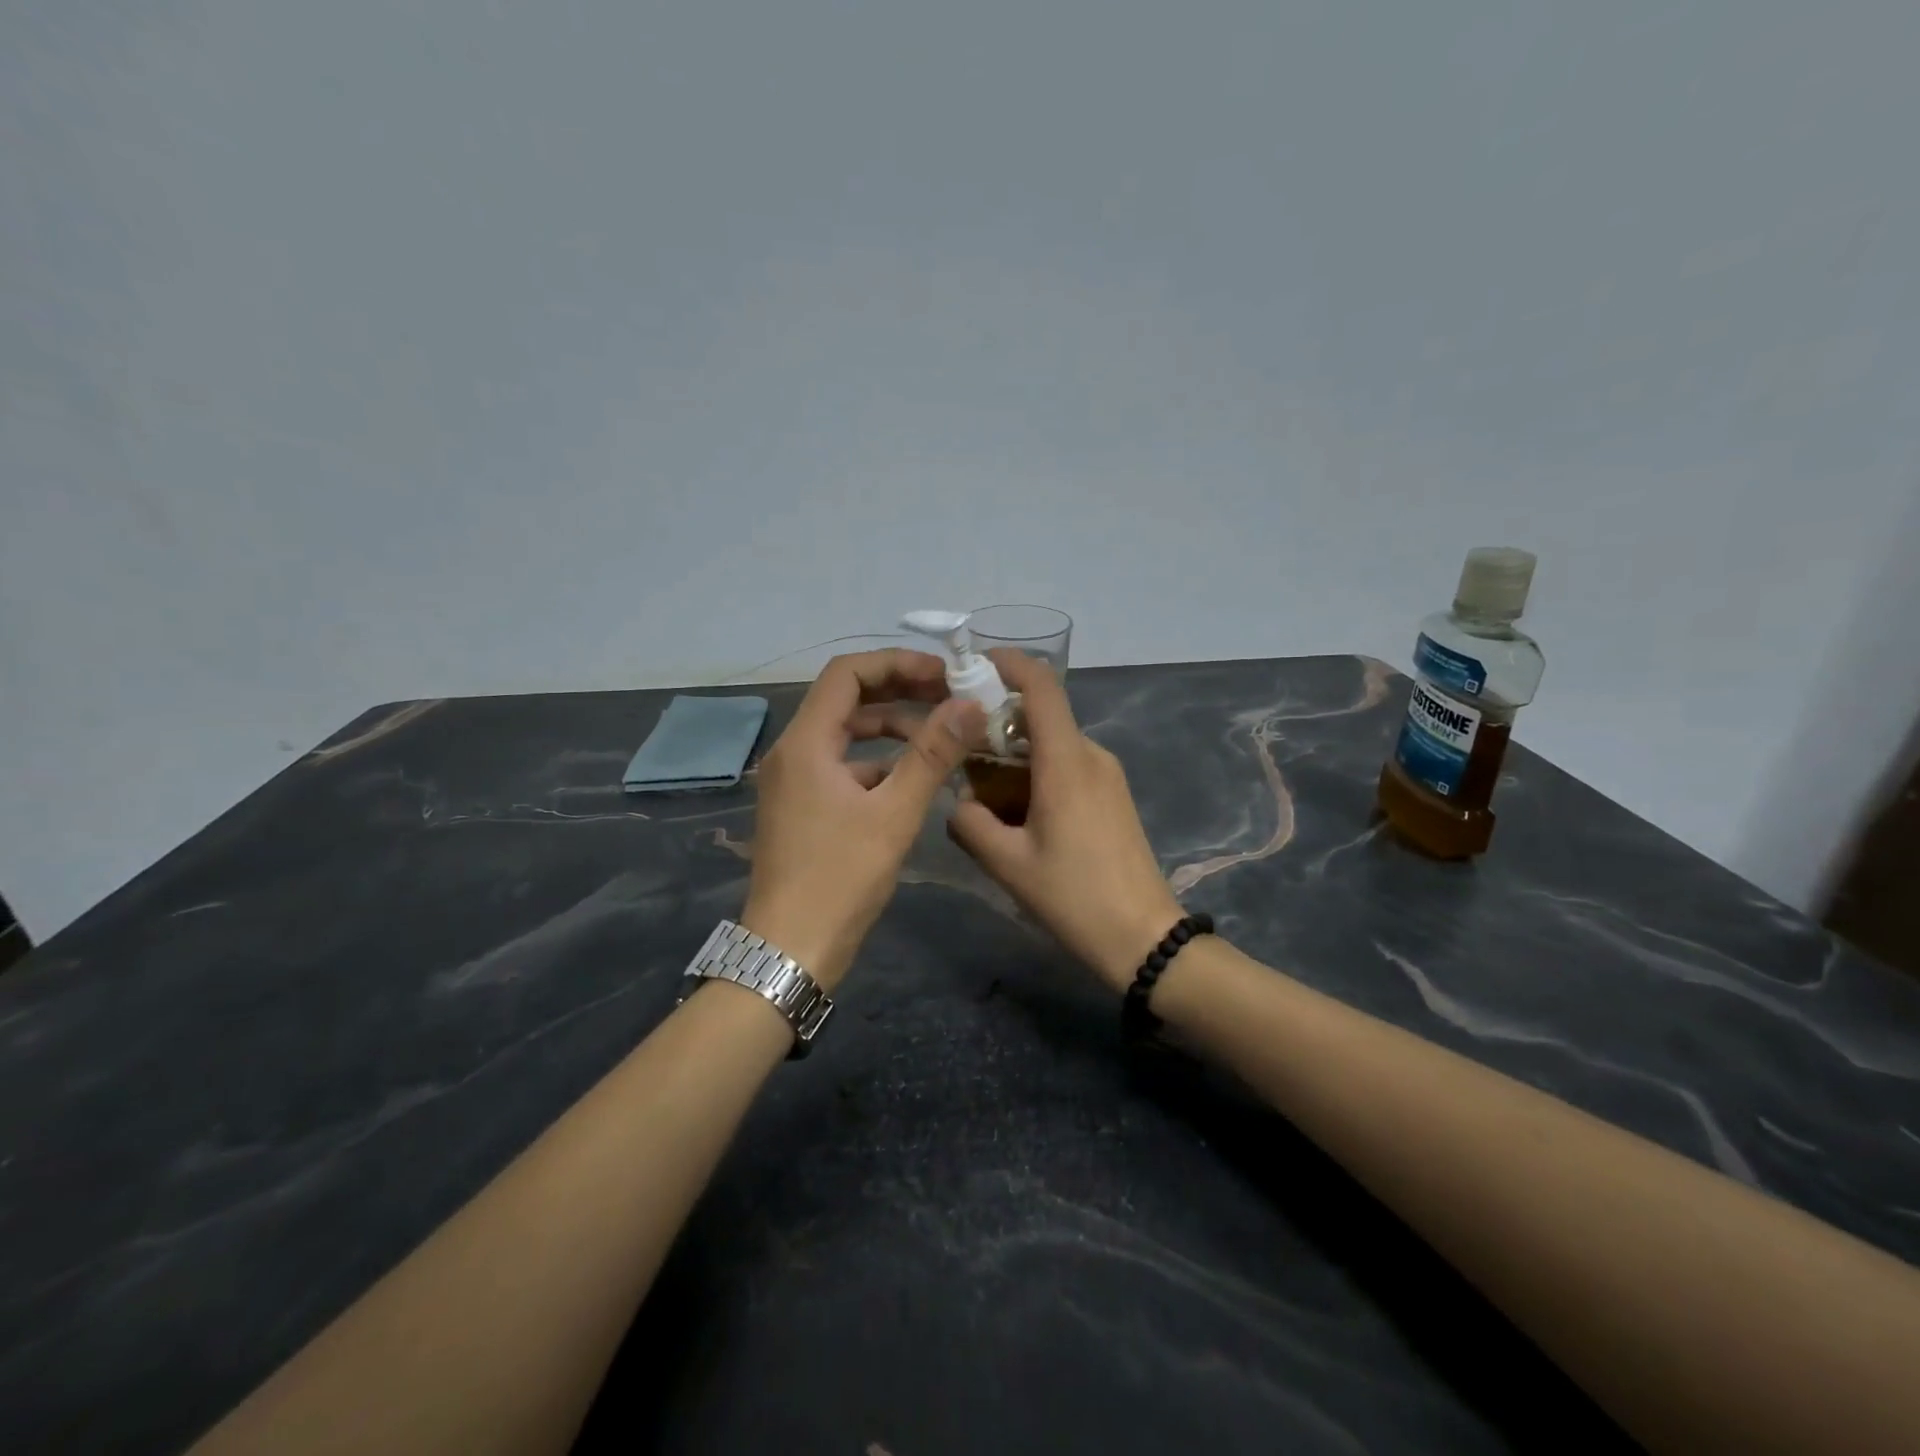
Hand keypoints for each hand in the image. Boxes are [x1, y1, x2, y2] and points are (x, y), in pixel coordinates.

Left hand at [742, 650, 984, 990]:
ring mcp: (794, 780)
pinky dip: (879, 762)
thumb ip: (932, 754)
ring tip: (942, 738)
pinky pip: (843, 765)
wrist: (790, 949)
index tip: (943, 674)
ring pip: (847, 734)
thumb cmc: (840, 878)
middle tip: (950, 698)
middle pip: (847, 699)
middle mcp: (793, 751)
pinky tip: (915, 779)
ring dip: (893, 729)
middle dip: (900, 692)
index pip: (847, 673)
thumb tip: (970, 705)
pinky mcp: (803, 806)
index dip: (897, 664)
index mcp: (805, 742)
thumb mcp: (894, 813)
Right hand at [947, 651, 1183, 991]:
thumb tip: (957, 804)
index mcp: (1066, 760)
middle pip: (1041, 716)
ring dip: (1014, 755)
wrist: (1144, 937)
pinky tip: (1017, 814)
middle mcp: (1091, 755)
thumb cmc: (1074, 896)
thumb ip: (970, 823)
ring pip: (1052, 744)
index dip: (1008, 663)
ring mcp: (1107, 775)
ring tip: (982, 793)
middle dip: (996, 723)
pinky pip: (1067, 766)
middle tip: (957, 750)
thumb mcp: (1007, 863)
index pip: (1041, 686)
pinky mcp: (1113, 795)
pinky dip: (1036, 773)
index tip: (972, 665)